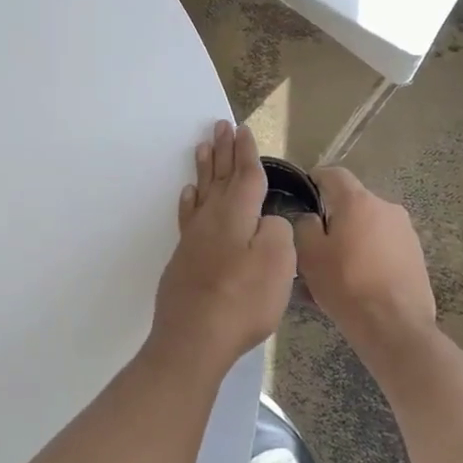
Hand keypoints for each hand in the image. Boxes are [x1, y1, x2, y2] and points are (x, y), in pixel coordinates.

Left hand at [150, 121, 295, 373]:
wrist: (194, 336)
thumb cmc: (242, 300)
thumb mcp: (278, 263)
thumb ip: (278, 232)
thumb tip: (268, 221)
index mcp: (237, 214)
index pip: (244, 174)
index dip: (246, 151)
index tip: (242, 128)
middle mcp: (212, 217)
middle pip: (219, 176)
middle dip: (223, 151)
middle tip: (219, 126)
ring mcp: (194, 237)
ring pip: (201, 191)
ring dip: (204, 168)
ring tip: (203, 147)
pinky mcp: (184, 256)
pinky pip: (188, 215)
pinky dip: (190, 200)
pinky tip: (188, 194)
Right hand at [293, 168, 437, 366]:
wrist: (394, 326)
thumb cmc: (345, 284)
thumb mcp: (308, 253)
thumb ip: (303, 225)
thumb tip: (310, 218)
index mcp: (358, 201)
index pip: (333, 174)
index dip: (315, 179)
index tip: (302, 195)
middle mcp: (387, 208)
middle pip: (353, 202)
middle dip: (333, 216)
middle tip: (315, 242)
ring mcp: (406, 232)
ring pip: (369, 226)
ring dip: (352, 238)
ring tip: (336, 268)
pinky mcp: (417, 256)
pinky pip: (384, 246)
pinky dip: (369, 255)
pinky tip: (357, 281)